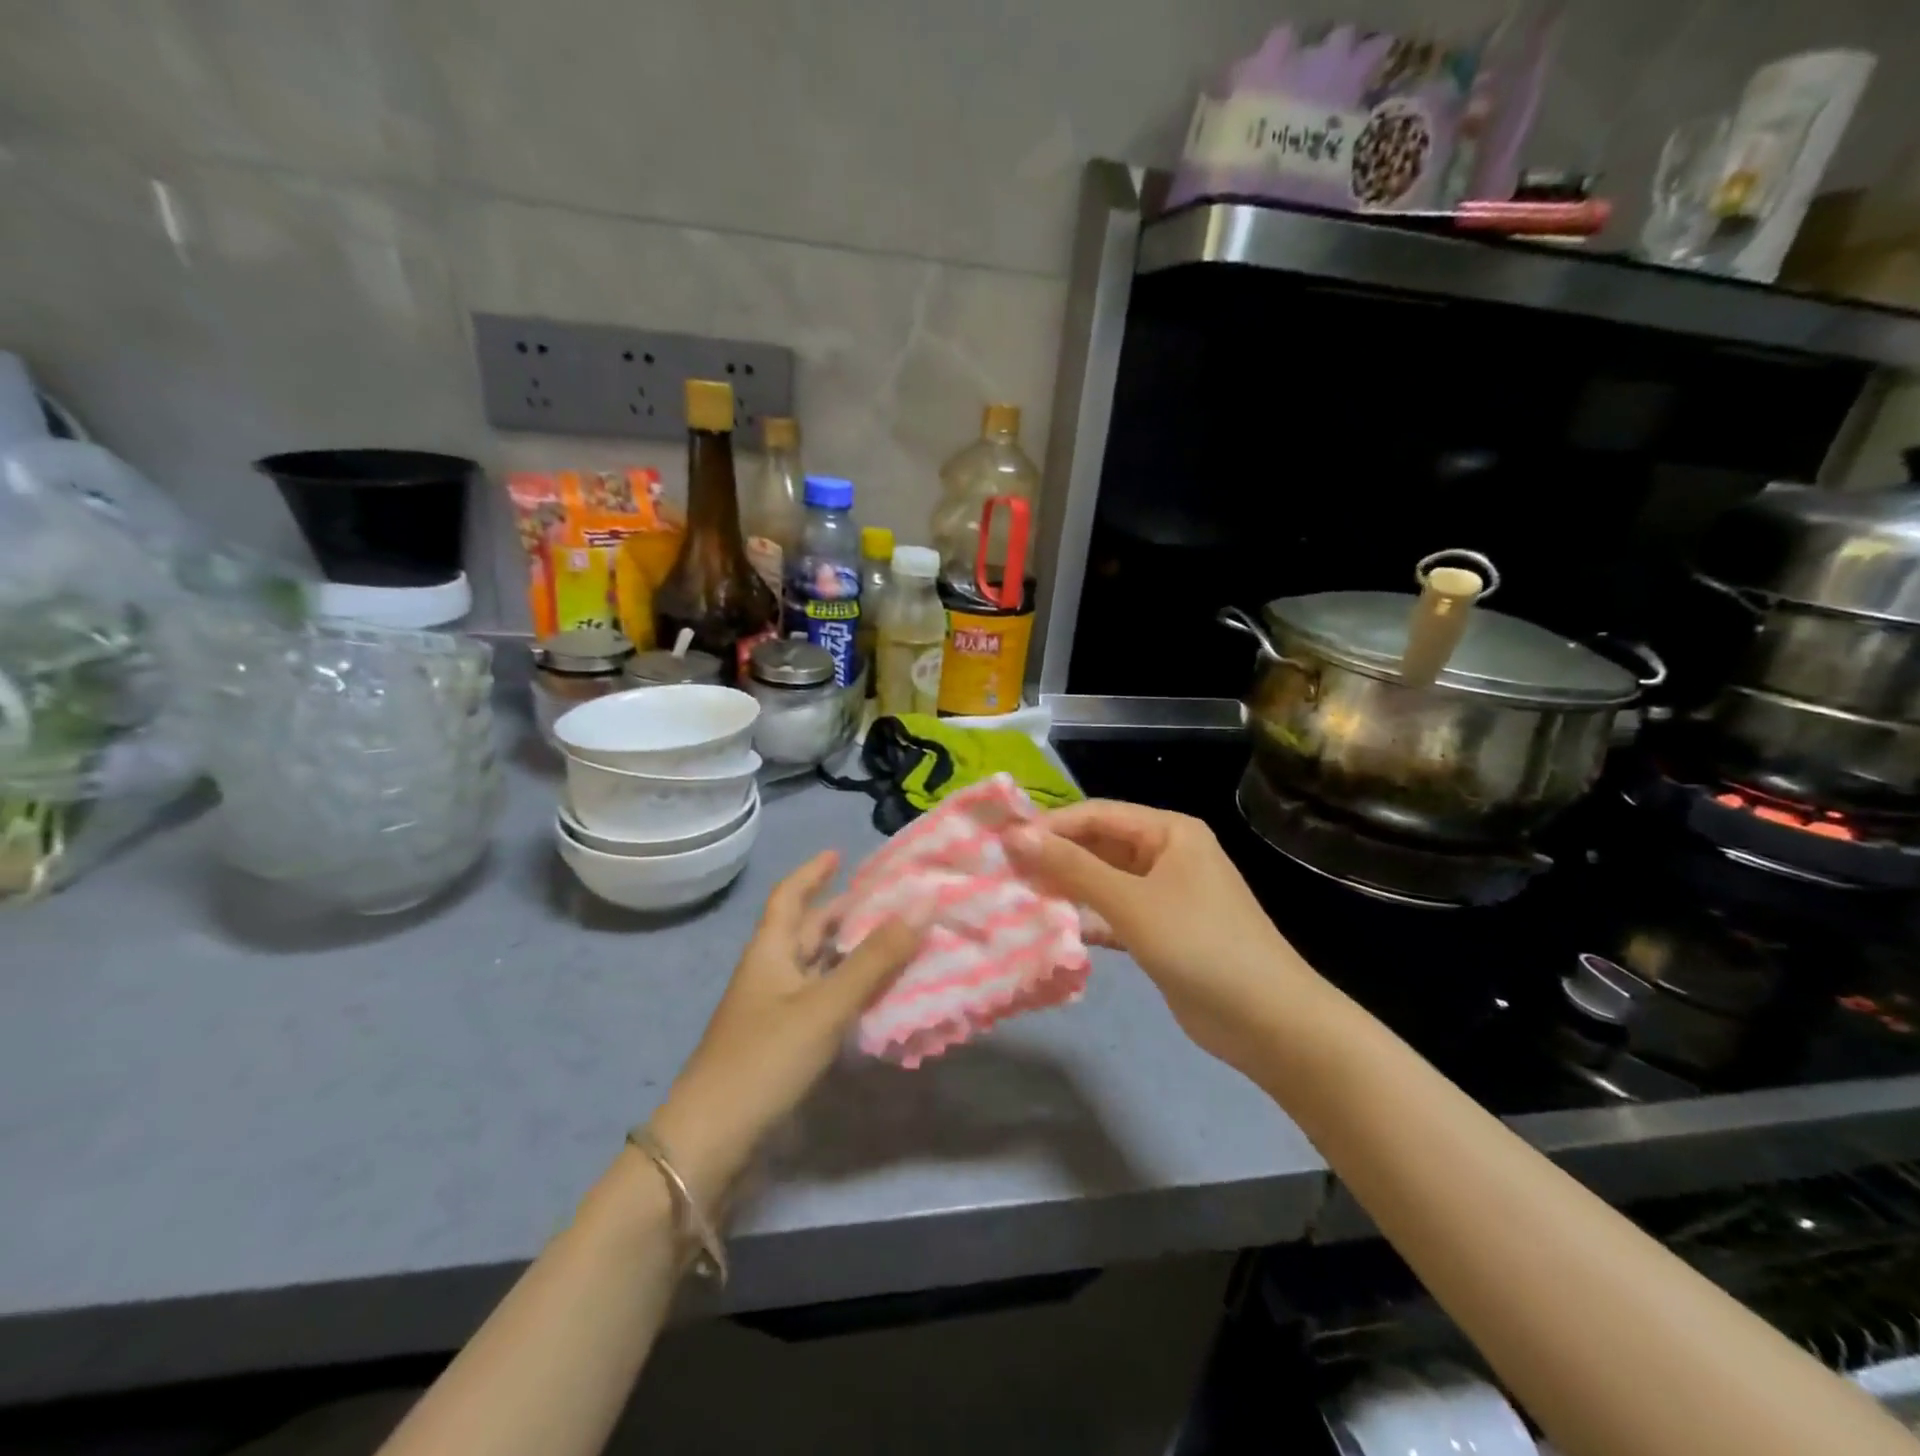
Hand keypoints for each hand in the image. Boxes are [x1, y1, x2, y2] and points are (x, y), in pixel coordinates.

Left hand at [650, 851, 924, 1205]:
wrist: (710, 1141)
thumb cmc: (765, 1058)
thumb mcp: (825, 1004)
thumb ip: (875, 959)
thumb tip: (922, 905)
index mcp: (769, 951)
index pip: (789, 896)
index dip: (812, 872)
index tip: (839, 853)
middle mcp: (769, 974)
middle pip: (804, 930)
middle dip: (840, 912)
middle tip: (884, 901)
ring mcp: (772, 1011)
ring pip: (815, 967)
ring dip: (847, 952)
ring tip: (890, 941)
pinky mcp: (780, 1044)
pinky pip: (820, 1000)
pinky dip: (846, 990)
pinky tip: (873, 997)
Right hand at [1005, 801, 1315, 1072]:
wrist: (1268, 1021)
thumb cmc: (1199, 944)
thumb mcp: (1131, 901)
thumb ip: (1073, 868)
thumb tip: (1017, 836)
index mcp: (1169, 831)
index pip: (1097, 814)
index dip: (1050, 826)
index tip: (1003, 844)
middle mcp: (1167, 854)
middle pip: (1100, 845)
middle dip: (1056, 858)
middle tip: (1005, 873)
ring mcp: (1166, 894)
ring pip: (1104, 880)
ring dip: (1068, 889)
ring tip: (1018, 897)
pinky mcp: (1161, 931)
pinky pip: (1115, 913)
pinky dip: (1087, 918)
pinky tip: (1053, 928)